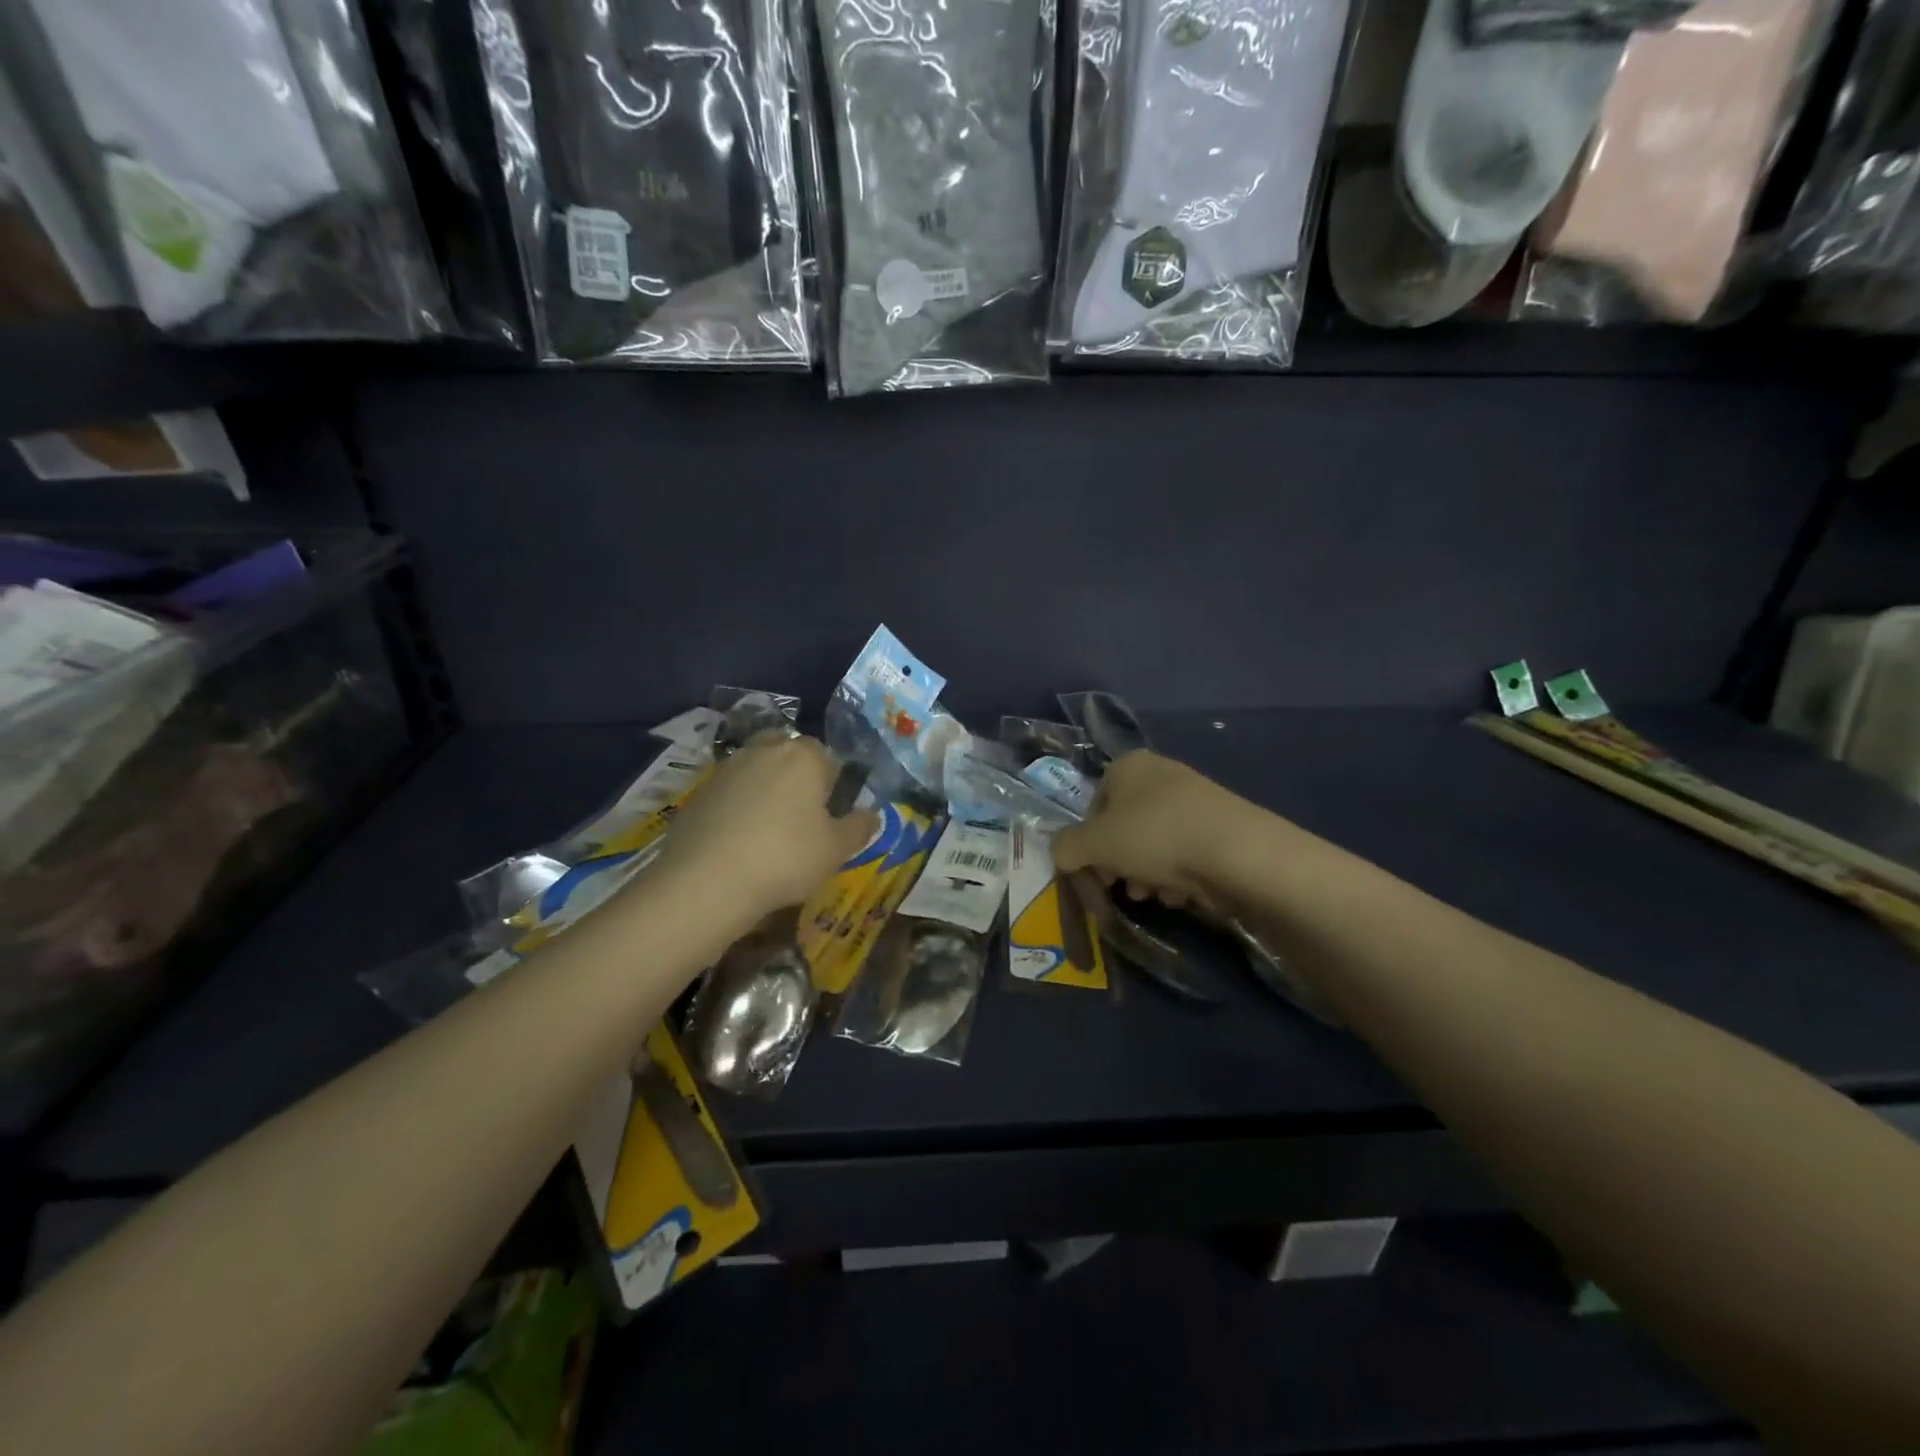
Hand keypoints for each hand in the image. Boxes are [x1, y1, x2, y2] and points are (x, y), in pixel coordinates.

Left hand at [651, 732, 879, 926]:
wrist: (706, 880)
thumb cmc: (785, 858)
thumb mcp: (836, 850)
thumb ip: (858, 828)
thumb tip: (872, 815)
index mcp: (804, 756)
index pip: (827, 757)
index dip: (832, 785)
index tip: (829, 815)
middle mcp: (765, 750)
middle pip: (787, 754)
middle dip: (795, 777)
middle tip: (800, 817)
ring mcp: (727, 768)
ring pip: (756, 770)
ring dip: (764, 790)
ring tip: (767, 831)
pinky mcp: (698, 791)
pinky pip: (729, 792)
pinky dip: (736, 808)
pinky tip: (738, 841)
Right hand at [1052, 751, 1249, 908]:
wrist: (1237, 852)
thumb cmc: (1154, 836)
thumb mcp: (1092, 844)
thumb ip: (1065, 848)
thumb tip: (1061, 854)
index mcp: (1127, 766)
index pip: (1093, 807)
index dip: (1088, 843)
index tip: (1095, 873)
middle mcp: (1160, 774)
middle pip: (1124, 827)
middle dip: (1119, 863)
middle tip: (1122, 888)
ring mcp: (1195, 799)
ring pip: (1154, 843)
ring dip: (1146, 874)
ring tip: (1154, 896)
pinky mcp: (1220, 826)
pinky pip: (1185, 852)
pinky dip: (1178, 875)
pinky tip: (1181, 894)